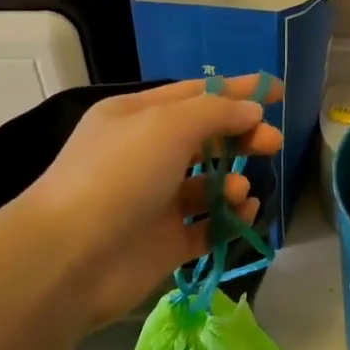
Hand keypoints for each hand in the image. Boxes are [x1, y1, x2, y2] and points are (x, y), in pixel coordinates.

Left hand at [16, 75, 284, 327]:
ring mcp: (154, 202)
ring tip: (238, 193)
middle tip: (273, 143)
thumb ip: (216, 113)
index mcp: (136, 117)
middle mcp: (144, 156)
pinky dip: (228, 220)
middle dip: (241, 138)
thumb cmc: (117, 177)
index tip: (277, 91)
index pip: (194, 95)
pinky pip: (207, 226)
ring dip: (231, 184)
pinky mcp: (164, 243)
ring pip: (207, 186)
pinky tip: (243, 215)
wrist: (72, 258)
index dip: (236, 91)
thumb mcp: (166, 126)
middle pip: (205, 140)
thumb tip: (251, 111)